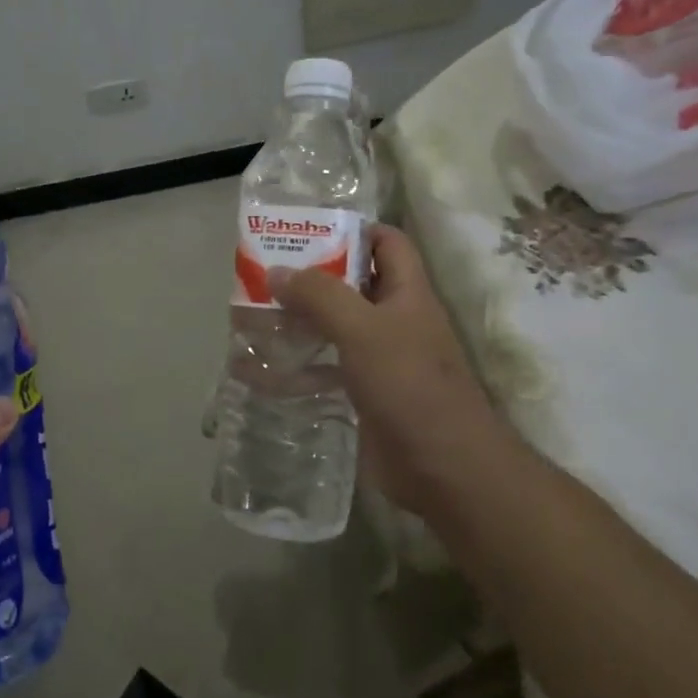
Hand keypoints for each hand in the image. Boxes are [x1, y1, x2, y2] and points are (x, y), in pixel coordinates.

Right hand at [269, 224, 509, 517]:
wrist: (443, 467)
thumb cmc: (410, 386)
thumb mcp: (363, 330)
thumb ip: (320, 296)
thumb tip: (278, 270)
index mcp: (407, 293)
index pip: (387, 243)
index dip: (353, 230)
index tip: (305, 232)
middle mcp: (395, 320)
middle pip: (352, 285)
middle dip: (311, 278)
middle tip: (264, 274)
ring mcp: (380, 360)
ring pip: (334, 329)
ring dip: (298, 322)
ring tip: (254, 316)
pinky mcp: (365, 394)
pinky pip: (326, 370)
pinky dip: (297, 368)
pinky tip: (260, 371)